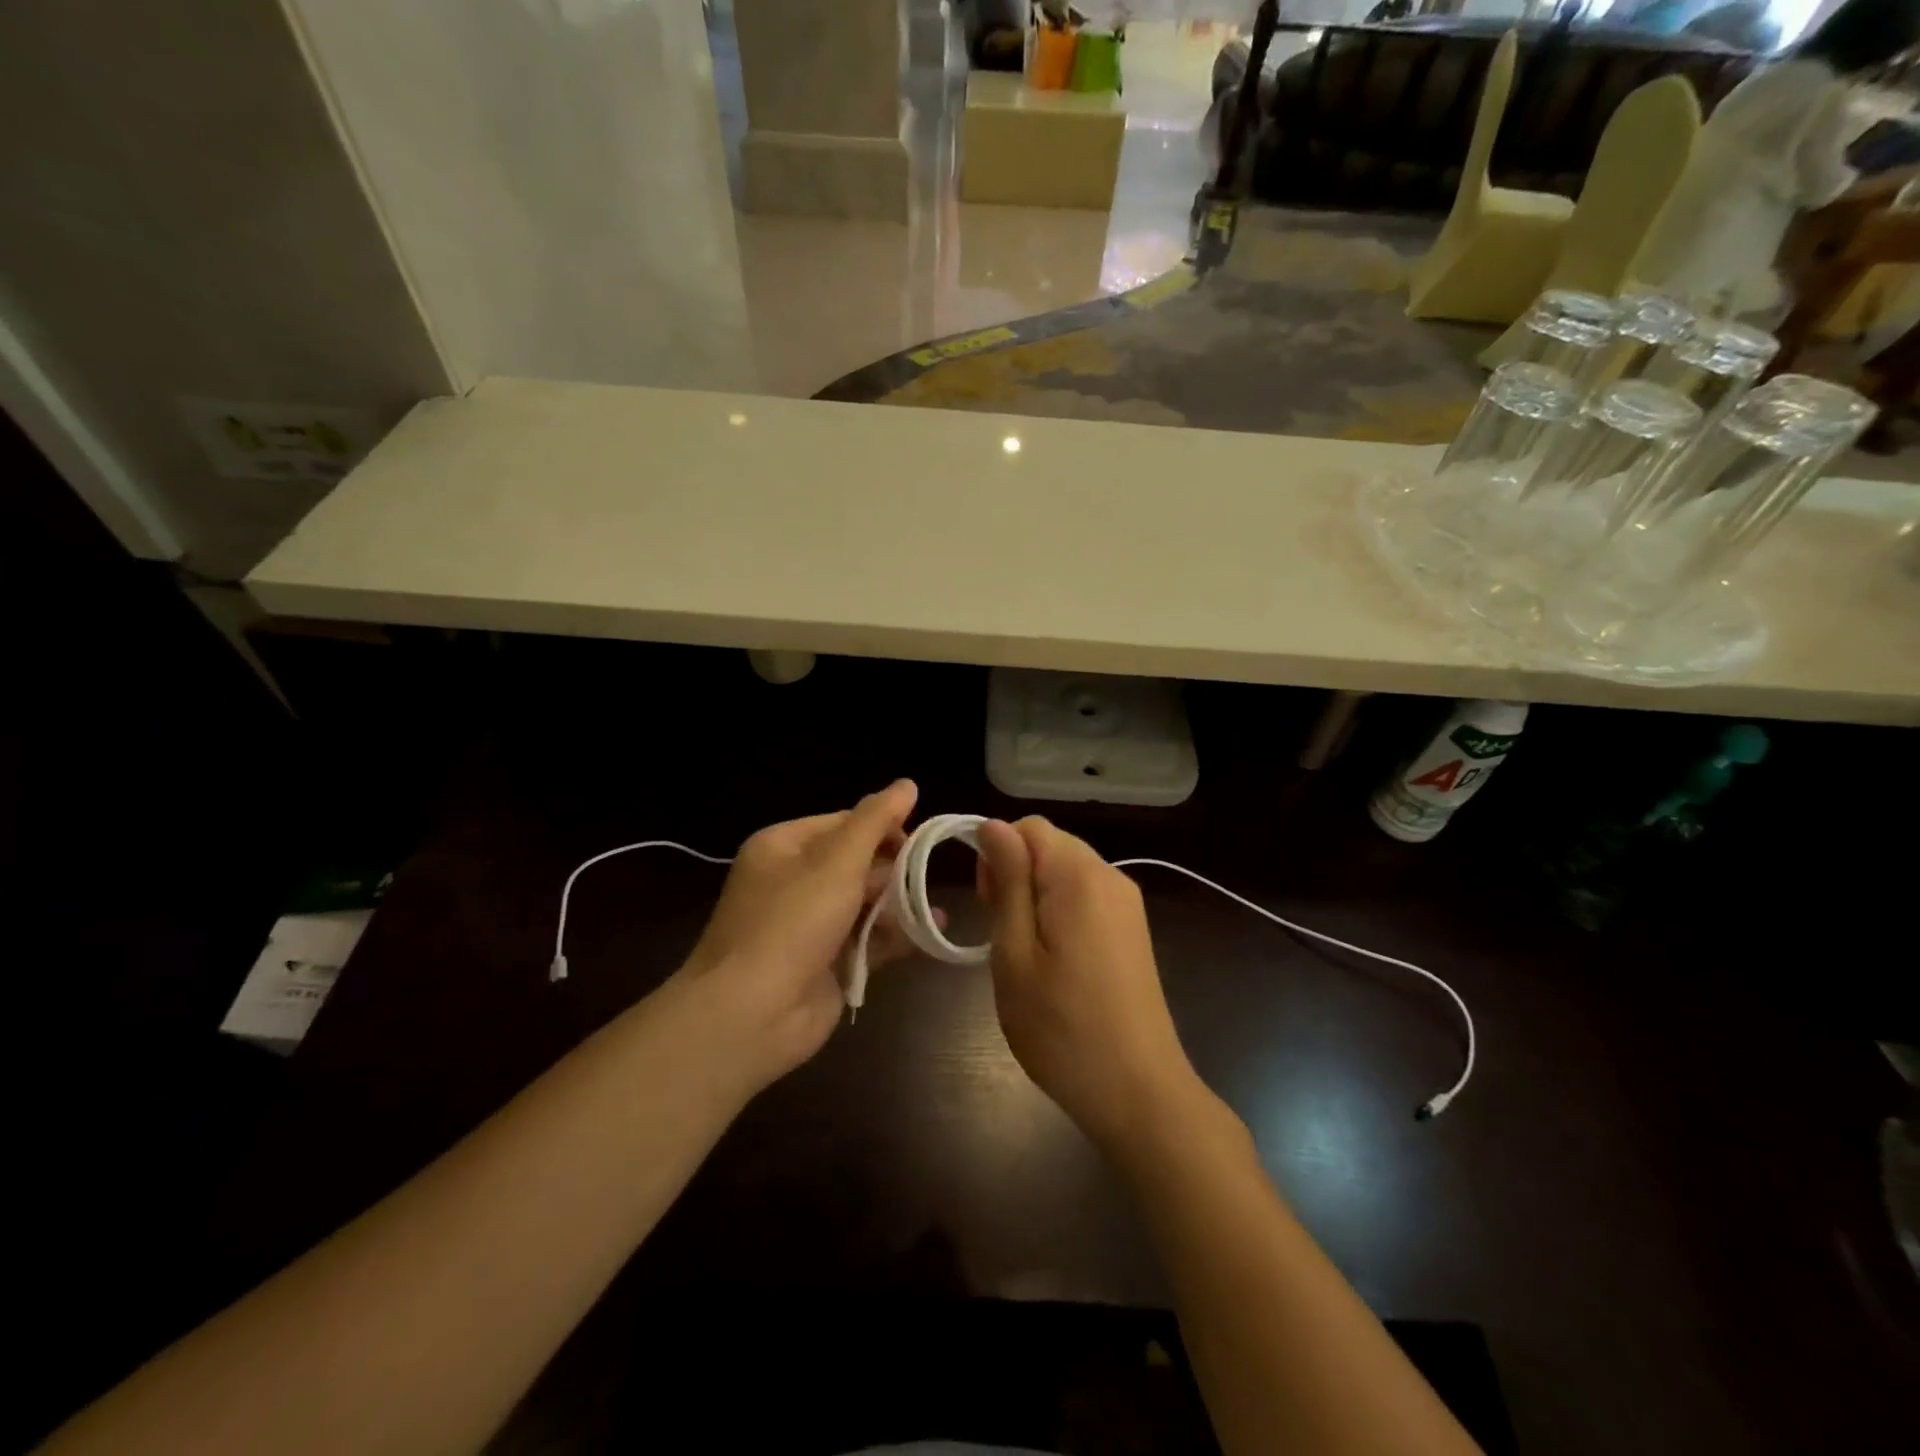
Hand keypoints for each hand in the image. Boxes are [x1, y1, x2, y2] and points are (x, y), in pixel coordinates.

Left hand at [677, 780, 924, 1088]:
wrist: (750, 1015)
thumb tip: (907, 783)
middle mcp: (794, 881)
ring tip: (932, 910)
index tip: (919, 840)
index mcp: (784, 847)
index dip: (883, 827)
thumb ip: (875, 822)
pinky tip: (930, 934)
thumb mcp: (836, 862)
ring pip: (866, 902)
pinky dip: (896, 936)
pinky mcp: (827, 962)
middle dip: (893, 869)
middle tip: (923, 878)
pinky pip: (868, 939)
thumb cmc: (791, 924)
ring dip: (899, 904)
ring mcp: (810, 925)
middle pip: (857, 862)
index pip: (844, 823)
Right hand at [976, 816, 1201, 1149]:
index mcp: (1080, 875)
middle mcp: (1110, 876)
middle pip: (1050, 845)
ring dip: (1035, 895)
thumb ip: (1007, 882)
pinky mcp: (1133, 929)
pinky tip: (1053, 959)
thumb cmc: (1061, 1027)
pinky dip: (1059, 911)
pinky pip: (1086, 896)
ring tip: (1024, 951)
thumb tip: (993, 826)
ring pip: (1067, 871)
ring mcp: (1128, 904)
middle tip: (1000, 933)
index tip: (986, 904)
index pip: (1029, 827)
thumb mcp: (1015, 953)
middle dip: (1015, 873)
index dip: (997, 853)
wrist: (1138, 1090)